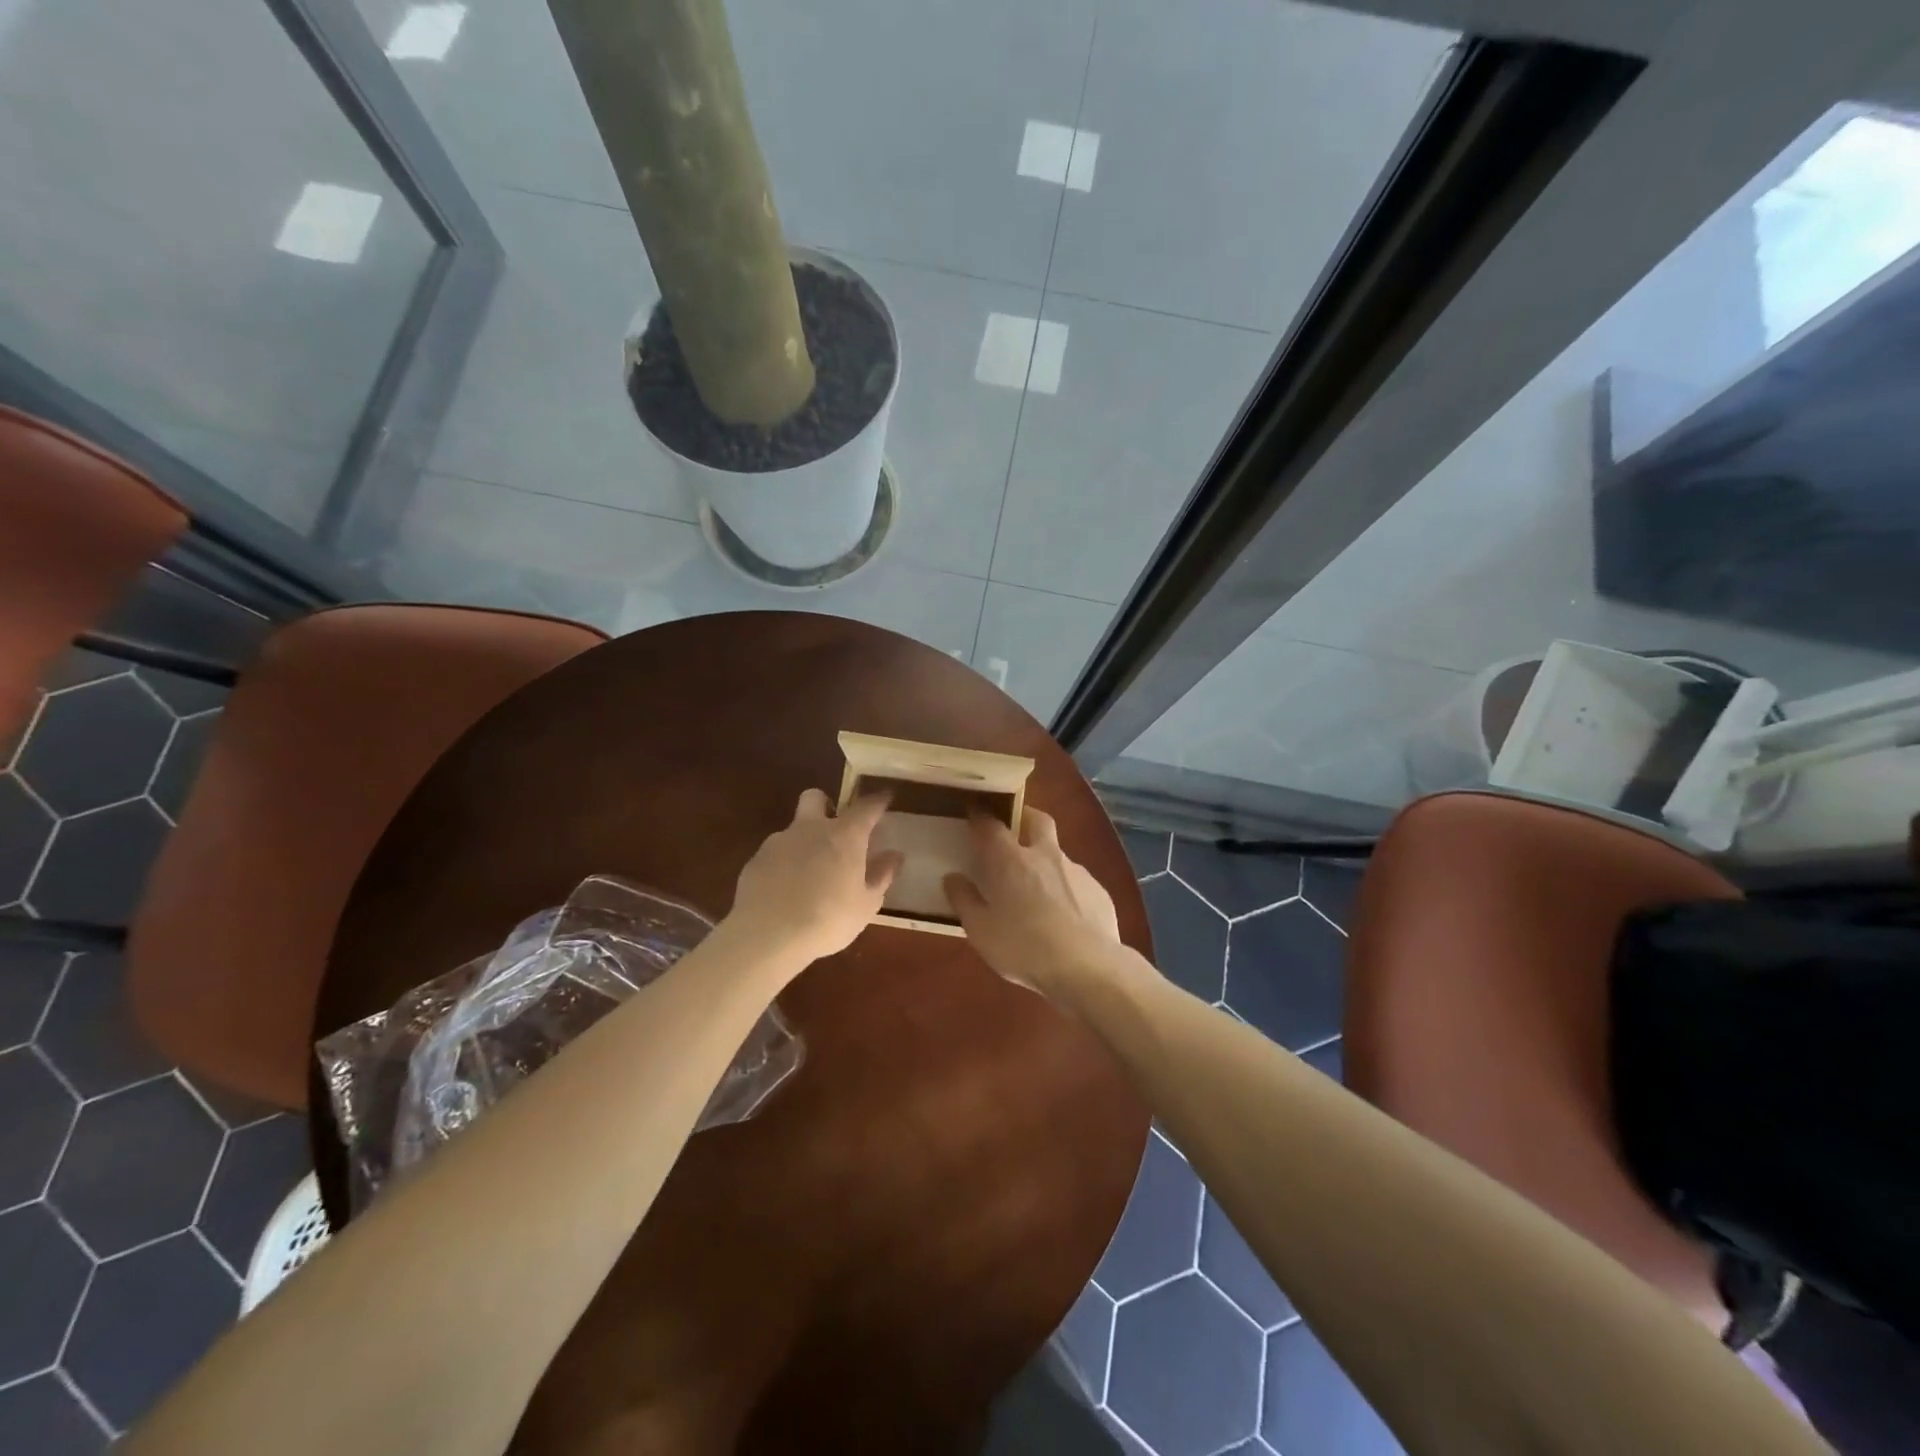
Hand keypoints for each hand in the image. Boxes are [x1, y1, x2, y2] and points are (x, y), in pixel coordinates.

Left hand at [726, 789, 900, 967]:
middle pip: (816, 798)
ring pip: (794, 829)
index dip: (877, 801)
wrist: (767, 935)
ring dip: (804, 842)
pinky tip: (786, 891)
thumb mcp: (865, 904)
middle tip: (835, 829)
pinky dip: (784, 865)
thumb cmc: (828, 919)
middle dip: (826, 805)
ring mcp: (779, 842)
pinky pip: (775, 854)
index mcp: (844, 836)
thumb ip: (881, 876)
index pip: (866, 807)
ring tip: (810, 874)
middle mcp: (811, 829)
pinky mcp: (756, 861)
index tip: (884, 799)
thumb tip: (895, 856)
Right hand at [943, 808, 1122, 998]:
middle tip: (1012, 829)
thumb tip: (953, 878)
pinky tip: (1062, 915)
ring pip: (1058, 853)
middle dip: (1023, 817)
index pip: (991, 824)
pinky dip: (1065, 889)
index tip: (972, 813)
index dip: (980, 816)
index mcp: (1011, 860)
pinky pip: (1076, 881)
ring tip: (1035, 888)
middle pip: (1036, 820)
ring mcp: (1076, 871)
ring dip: (1045, 860)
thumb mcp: (981, 931)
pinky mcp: (1098, 891)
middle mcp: (1045, 855)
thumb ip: (964, 900)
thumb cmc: (1024, 947)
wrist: (1087, 968)